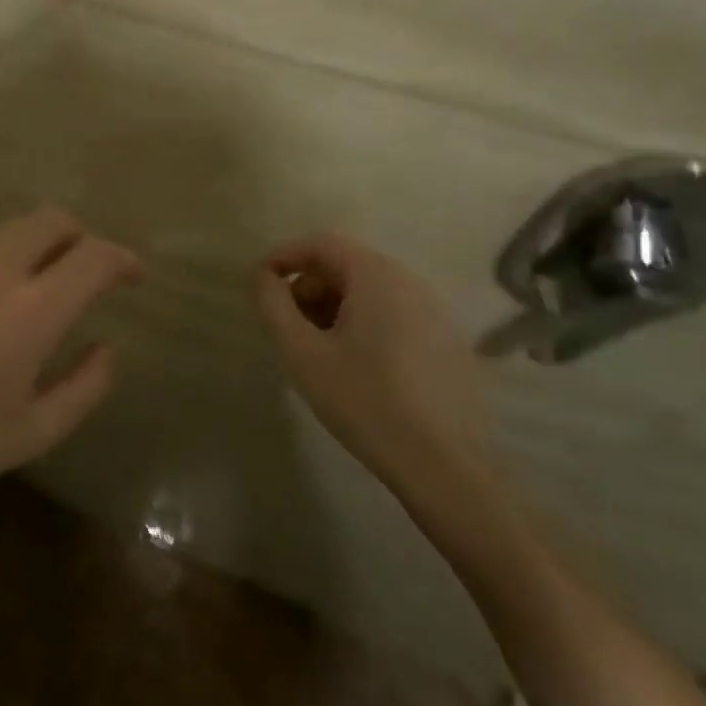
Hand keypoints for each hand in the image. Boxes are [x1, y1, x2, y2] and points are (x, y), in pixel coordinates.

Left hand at [0, 207, 142, 516]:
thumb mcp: (35, 432)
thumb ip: (86, 386)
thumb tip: (106, 347)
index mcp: (30, 311)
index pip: (93, 257)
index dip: (122, 259)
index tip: (132, 275)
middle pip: (50, 220)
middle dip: (80, 236)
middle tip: (87, 270)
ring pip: (8, 230)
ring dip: (36, 247)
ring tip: (35, 289)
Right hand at [254, 231, 490, 496]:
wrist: (441, 463)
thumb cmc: (362, 399)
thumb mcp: (301, 352)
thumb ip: (274, 305)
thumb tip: (263, 277)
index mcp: (377, 276)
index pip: (322, 243)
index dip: (284, 256)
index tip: (259, 286)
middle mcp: (410, 282)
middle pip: (345, 266)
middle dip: (308, 287)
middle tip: (287, 328)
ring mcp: (434, 311)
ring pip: (368, 292)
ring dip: (332, 308)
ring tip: (316, 352)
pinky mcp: (446, 341)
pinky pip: (392, 314)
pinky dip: (361, 325)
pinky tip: (353, 367)